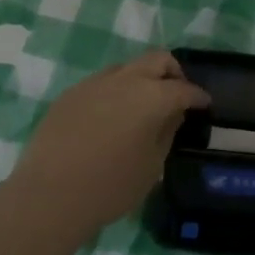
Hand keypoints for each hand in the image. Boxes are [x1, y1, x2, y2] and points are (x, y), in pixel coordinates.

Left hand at [14, 51, 209, 238]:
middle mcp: (124, 80)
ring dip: (141, 79)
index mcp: (151, 96)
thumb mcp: (152, 165)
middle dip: (173, 72)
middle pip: (157, 59)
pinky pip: (102, 83)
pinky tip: (111, 118)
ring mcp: (94, 83)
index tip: (204, 104)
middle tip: (177, 95)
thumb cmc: (110, 186)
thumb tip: (172, 113)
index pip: (183, 88)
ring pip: (127, 67)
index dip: (197, 96)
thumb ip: (166, 132)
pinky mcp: (71, 94)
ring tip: (142, 106)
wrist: (50, 195)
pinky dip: (115, 92)